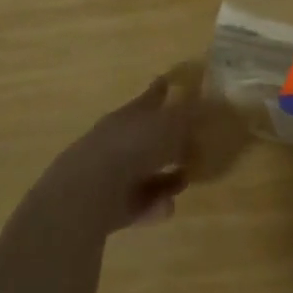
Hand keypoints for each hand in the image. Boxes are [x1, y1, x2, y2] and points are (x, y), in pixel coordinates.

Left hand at [32, 74, 216, 233]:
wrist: (88, 194)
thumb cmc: (133, 147)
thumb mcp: (171, 124)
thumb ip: (190, 116)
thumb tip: (205, 106)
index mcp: (129, 115)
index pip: (151, 98)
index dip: (163, 91)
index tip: (173, 84)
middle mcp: (117, 140)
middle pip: (146, 137)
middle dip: (167, 142)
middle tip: (192, 145)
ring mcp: (109, 174)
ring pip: (143, 172)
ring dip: (164, 178)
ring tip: (185, 181)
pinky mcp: (107, 206)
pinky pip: (138, 202)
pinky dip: (153, 205)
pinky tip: (167, 208)